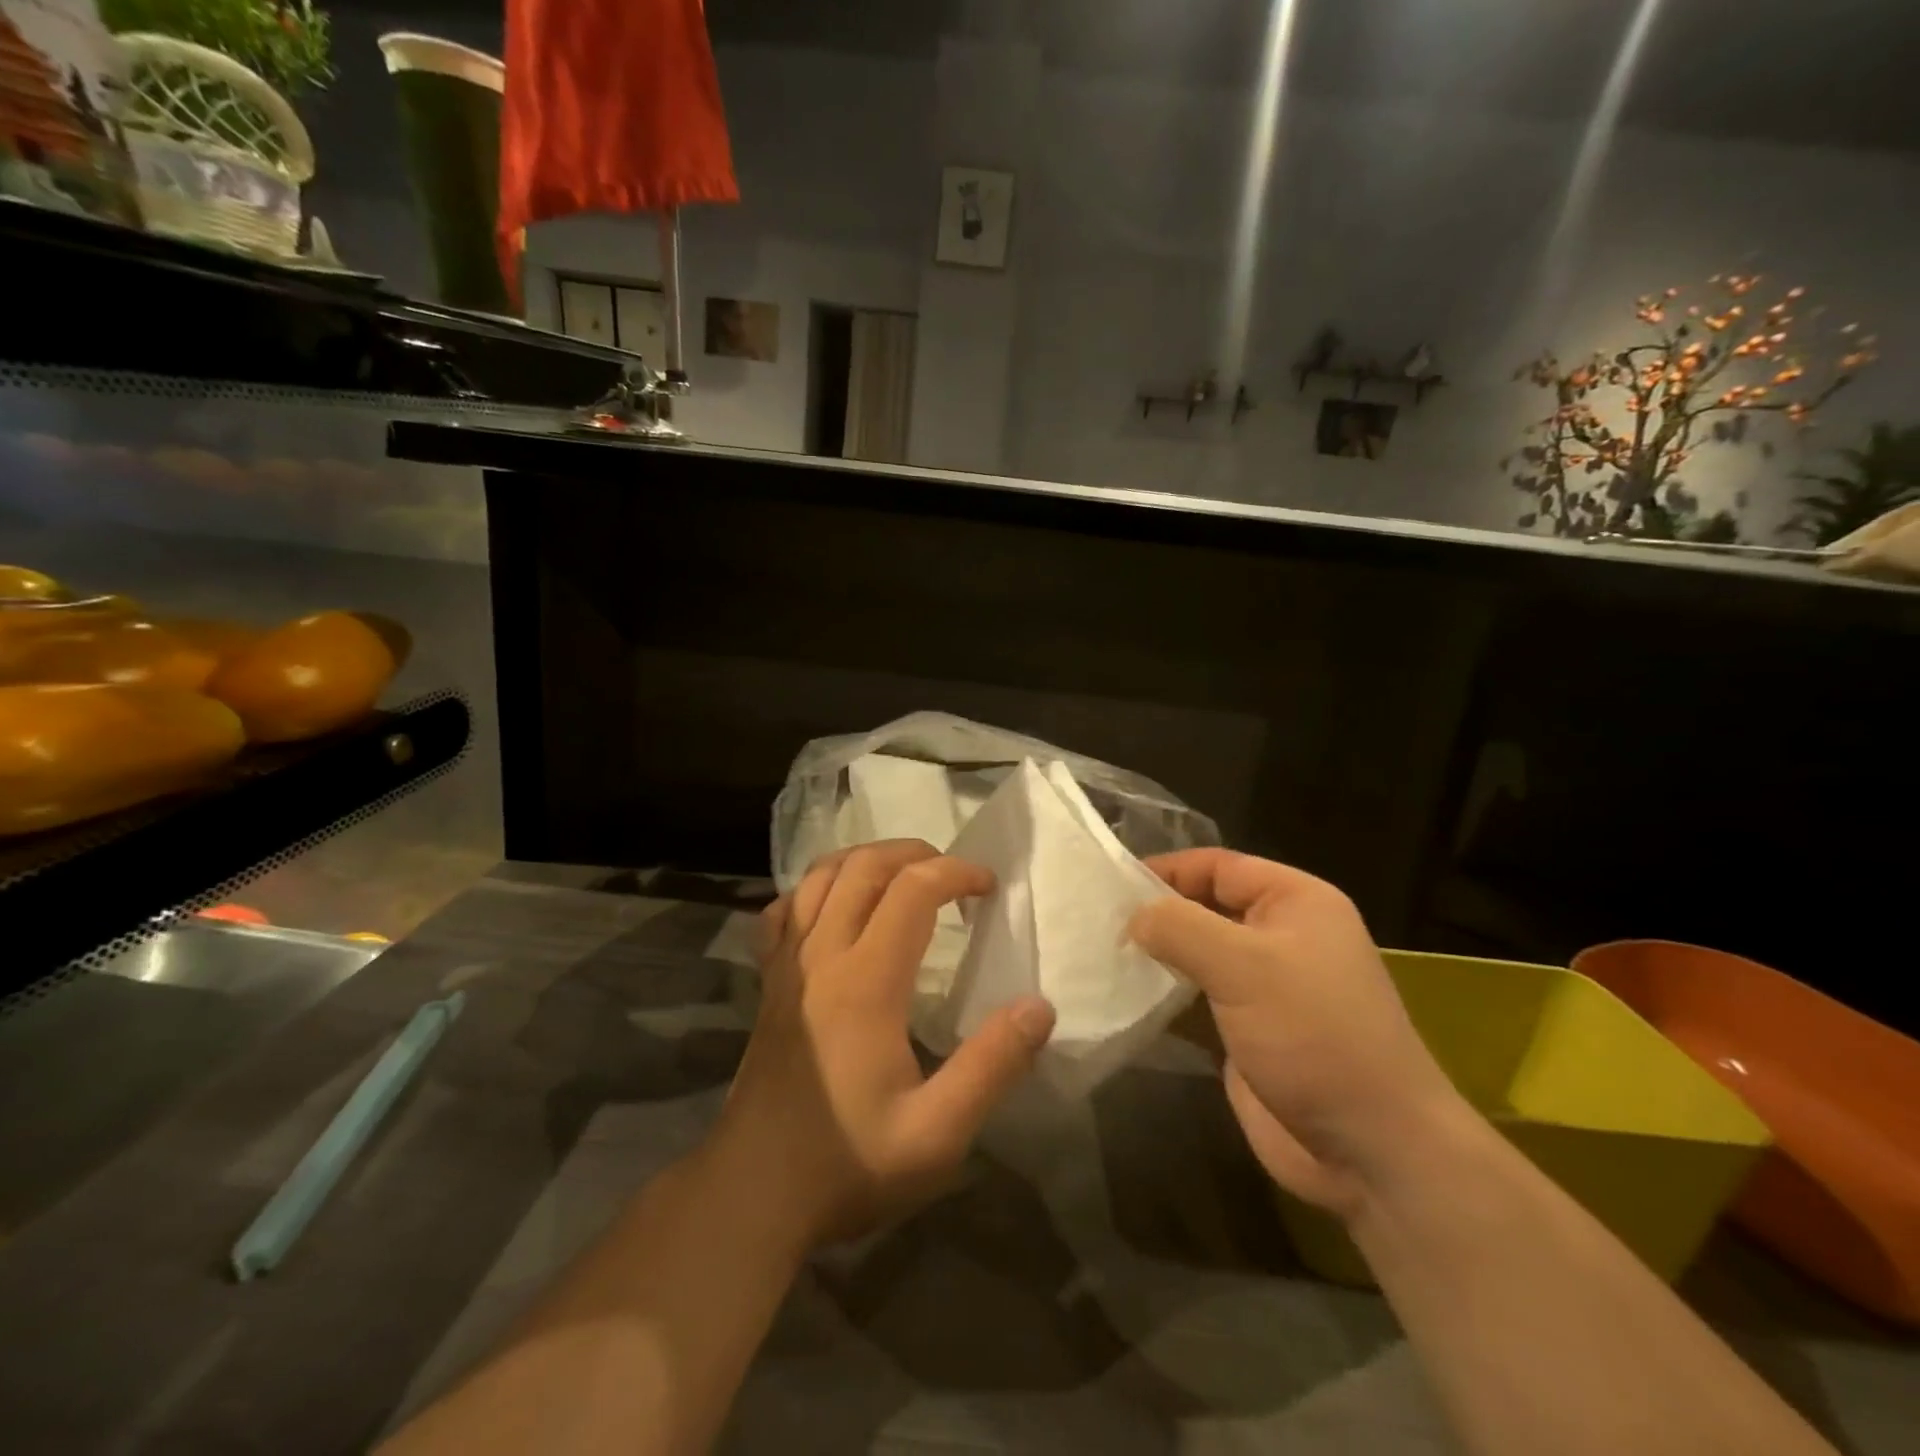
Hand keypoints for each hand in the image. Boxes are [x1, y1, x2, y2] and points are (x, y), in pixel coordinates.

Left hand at [712, 839, 1056, 1247]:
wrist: (753, 1193)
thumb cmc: (849, 1162)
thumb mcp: (937, 1132)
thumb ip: (992, 1066)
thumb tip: (1039, 1006)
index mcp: (867, 980)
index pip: (913, 890)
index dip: (956, 873)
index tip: (988, 888)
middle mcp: (822, 956)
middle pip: (864, 867)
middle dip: (914, 854)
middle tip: (953, 876)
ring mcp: (786, 966)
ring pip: (820, 877)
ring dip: (865, 861)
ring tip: (902, 876)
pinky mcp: (767, 984)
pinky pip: (782, 911)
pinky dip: (813, 891)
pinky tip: (832, 908)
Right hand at [1130, 849, 1472, 1218]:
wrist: (1370, 1150)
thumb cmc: (1314, 1035)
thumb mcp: (1245, 966)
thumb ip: (1180, 928)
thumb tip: (1133, 917)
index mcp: (1295, 902)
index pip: (1218, 866)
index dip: (1166, 869)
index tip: (1110, 884)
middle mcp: (1280, 936)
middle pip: (1204, 907)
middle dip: (1155, 913)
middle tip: (1095, 922)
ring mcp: (1263, 987)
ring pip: (1197, 955)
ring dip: (1155, 956)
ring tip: (1098, 955)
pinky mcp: (1245, 1031)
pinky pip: (1195, 999)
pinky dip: (1162, 996)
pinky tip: (1121, 997)